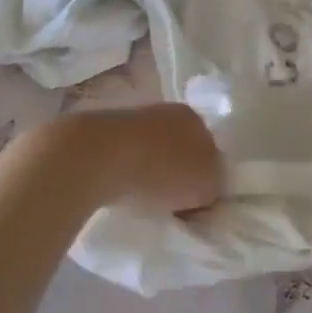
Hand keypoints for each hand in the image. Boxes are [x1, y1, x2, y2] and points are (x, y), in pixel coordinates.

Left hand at [64, 103, 223, 213]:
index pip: (209, 147)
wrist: (97, 156)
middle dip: (176, 170)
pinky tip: (118, 189)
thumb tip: (208, 189)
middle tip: (172, 202)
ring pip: (149, 148)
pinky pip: (122, 155)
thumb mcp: (206, 186)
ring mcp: (131, 117)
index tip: (197, 201)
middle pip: (178, 146)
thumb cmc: (161, 169)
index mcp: (194, 118)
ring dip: (148, 170)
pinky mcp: (101, 131)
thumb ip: (215, 186)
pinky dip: (123, 171)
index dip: (206, 174)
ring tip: (142, 199)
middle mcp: (166, 111)